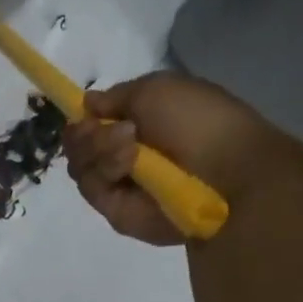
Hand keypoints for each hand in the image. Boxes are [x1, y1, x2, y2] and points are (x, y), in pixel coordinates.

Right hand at [64, 72, 300, 244]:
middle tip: (117, 130)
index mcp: (138, 124)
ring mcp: (120, 186)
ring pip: (80, 167)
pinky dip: (105, 172)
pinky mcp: (117, 213)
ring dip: (99, 149)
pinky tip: (128, 163)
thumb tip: (86, 104)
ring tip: (130, 146)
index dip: (84, 119)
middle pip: (79, 146)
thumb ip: (115, 97)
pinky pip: (92, 190)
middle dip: (88, 134)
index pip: (92, 124)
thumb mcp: (156, 88)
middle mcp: (124, 156)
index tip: (86, 114)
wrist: (223, 173)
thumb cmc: (197, 121)